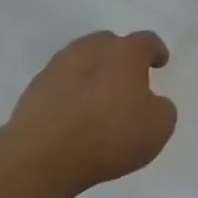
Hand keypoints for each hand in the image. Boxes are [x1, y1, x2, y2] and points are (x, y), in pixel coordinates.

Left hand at [6, 31, 176, 195]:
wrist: (43, 156)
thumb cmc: (110, 135)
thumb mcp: (158, 127)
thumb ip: (162, 108)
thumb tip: (152, 103)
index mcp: (125, 53)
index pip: (146, 41)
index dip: (156, 51)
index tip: (160, 62)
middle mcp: (91, 49)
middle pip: (110, 44)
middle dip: (121, 58)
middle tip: (128, 79)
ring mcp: (58, 66)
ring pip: (82, 60)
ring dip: (93, 73)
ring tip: (98, 98)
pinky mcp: (35, 88)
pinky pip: (61, 83)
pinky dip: (71, 92)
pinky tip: (74, 114)